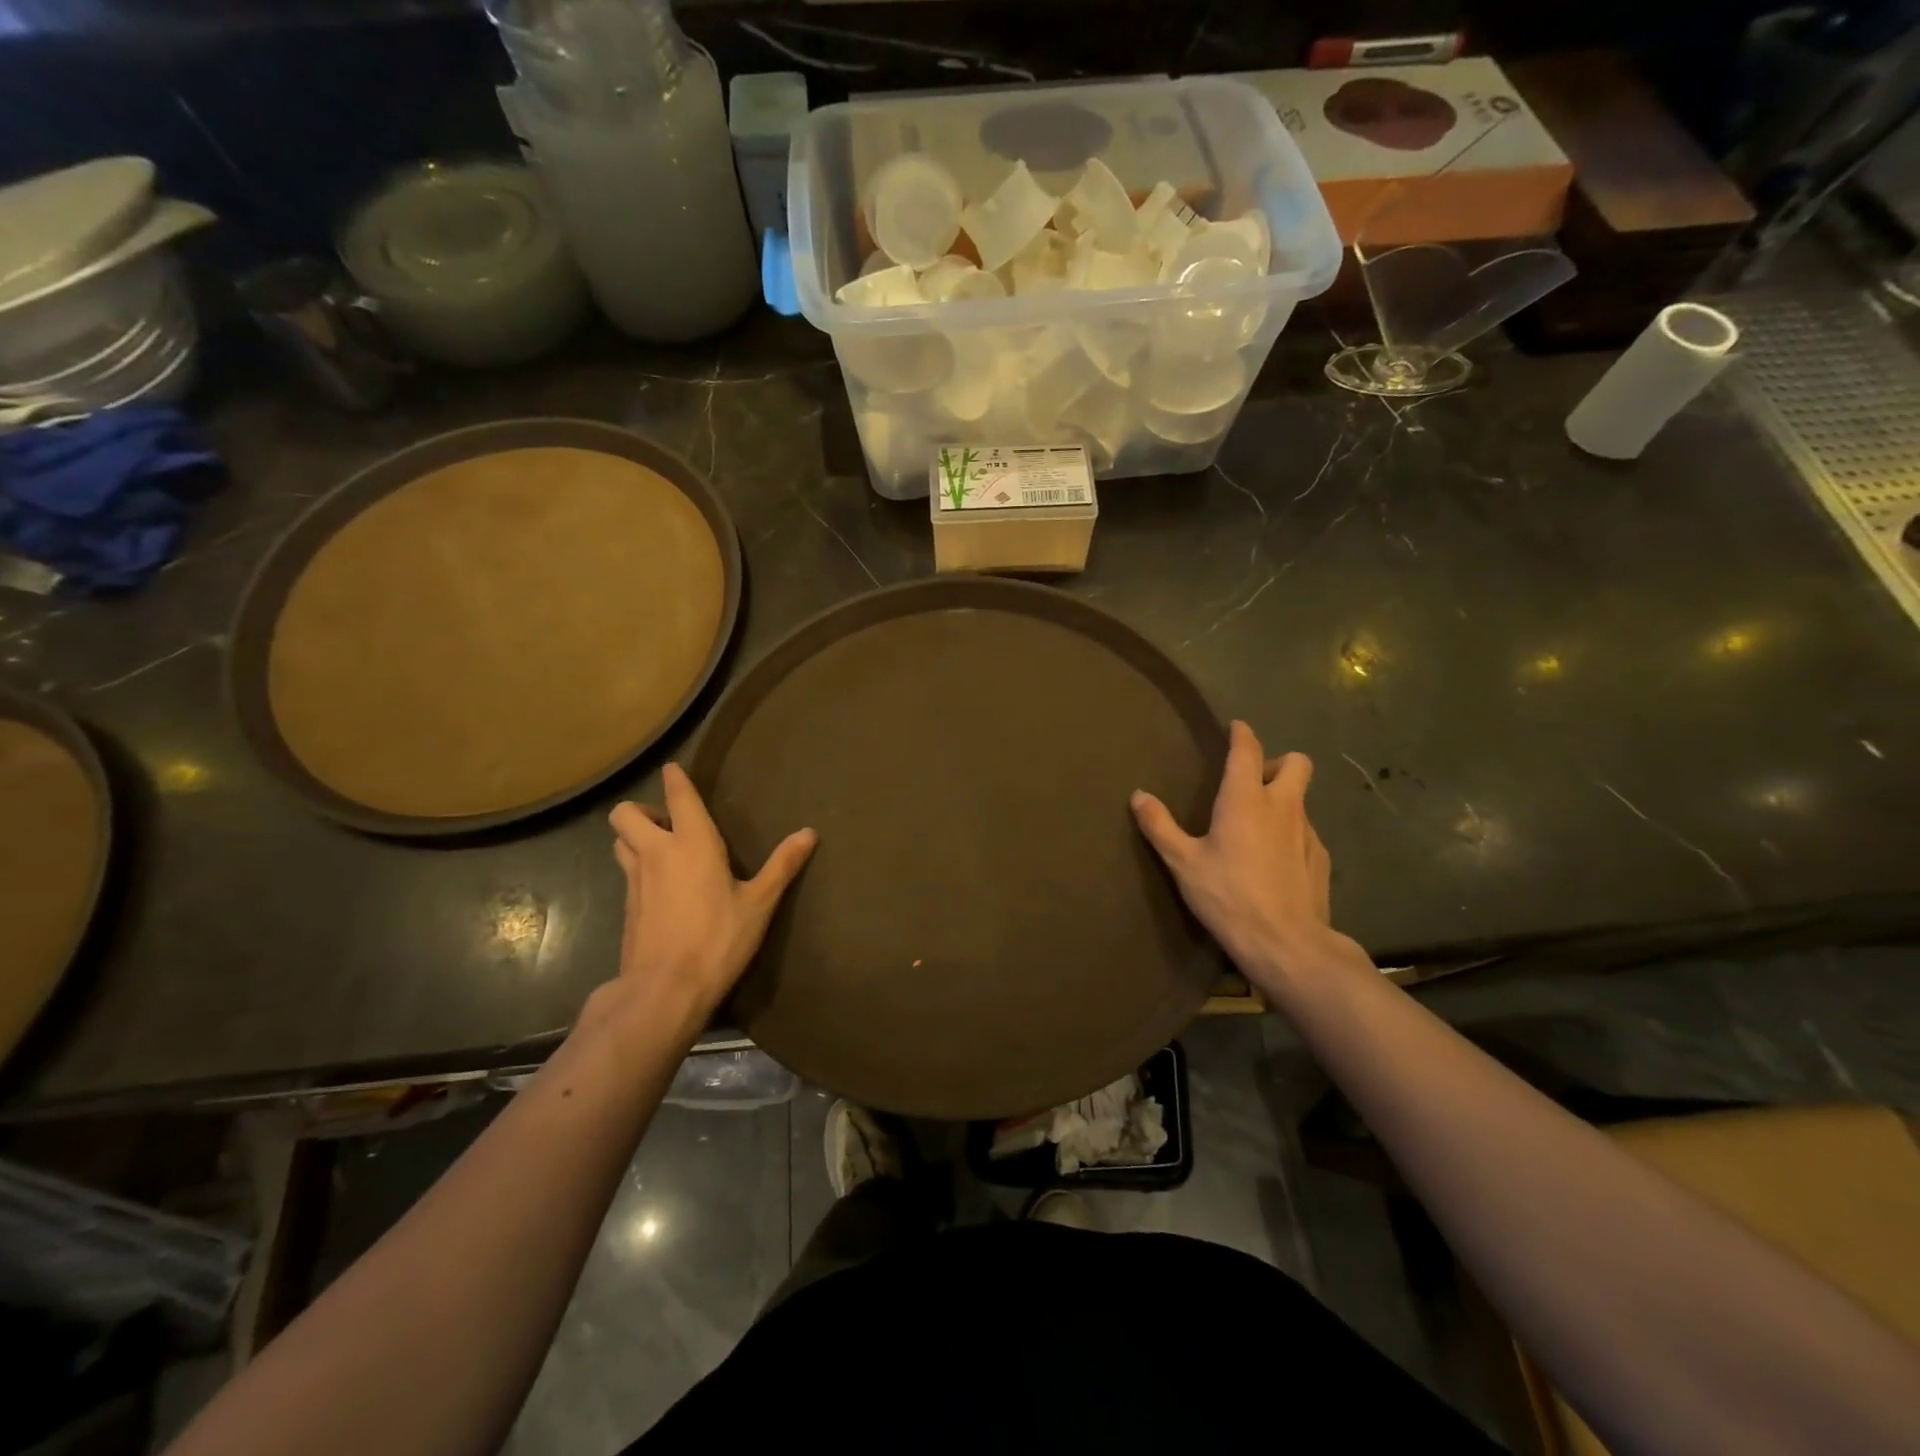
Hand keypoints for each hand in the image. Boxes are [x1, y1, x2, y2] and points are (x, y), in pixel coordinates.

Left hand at [604, 764, 815, 1032]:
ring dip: (634, 837)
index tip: (673, 769)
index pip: (677, 797)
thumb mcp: (759, 903)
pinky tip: (661, 887)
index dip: (674, 779)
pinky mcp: (627, 907)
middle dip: (641, 810)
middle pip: (625, 814)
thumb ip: (782, 865)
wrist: (665, 989)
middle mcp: (657, 853)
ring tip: (662, 850)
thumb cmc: (718, 939)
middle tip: (668, 824)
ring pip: (620, 842)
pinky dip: (638, 867)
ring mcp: (635, 880)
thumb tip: (809, 832)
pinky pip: (626, 872)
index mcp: (692, 843)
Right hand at [1130, 721, 1366, 996]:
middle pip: (1296, 762)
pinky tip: (1275, 860)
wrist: (1286, 943)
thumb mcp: (1183, 863)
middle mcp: (1282, 805)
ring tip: (1258, 826)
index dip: (1242, 734)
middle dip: (1276, 762)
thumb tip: (1138, 796)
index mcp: (1245, 799)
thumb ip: (1160, 826)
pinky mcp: (1320, 858)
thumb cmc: (1228, 896)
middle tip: (1252, 783)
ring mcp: (1307, 831)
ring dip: (1283, 799)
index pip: (1248, 750)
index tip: (1236, 728)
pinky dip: (1290, 833)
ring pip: (1301, 798)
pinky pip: (1305, 831)